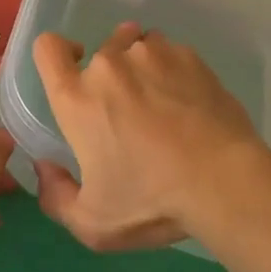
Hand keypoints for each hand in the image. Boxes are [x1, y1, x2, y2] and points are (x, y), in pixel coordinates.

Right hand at [32, 23, 264, 250]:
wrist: (224, 181)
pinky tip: (190, 103)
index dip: (56, 54)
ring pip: (137, 47)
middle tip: (132, 113)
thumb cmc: (152, 201)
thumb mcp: (94, 224)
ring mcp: (151, 54)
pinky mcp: (188, 56)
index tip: (73, 72)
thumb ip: (56, 197)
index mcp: (77, 98)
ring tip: (163, 103)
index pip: (48, 48)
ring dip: (142, 68)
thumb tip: (45, 167)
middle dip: (110, 75)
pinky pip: (171, 53)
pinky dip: (174, 71)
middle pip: (99, 51)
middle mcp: (108, 65)